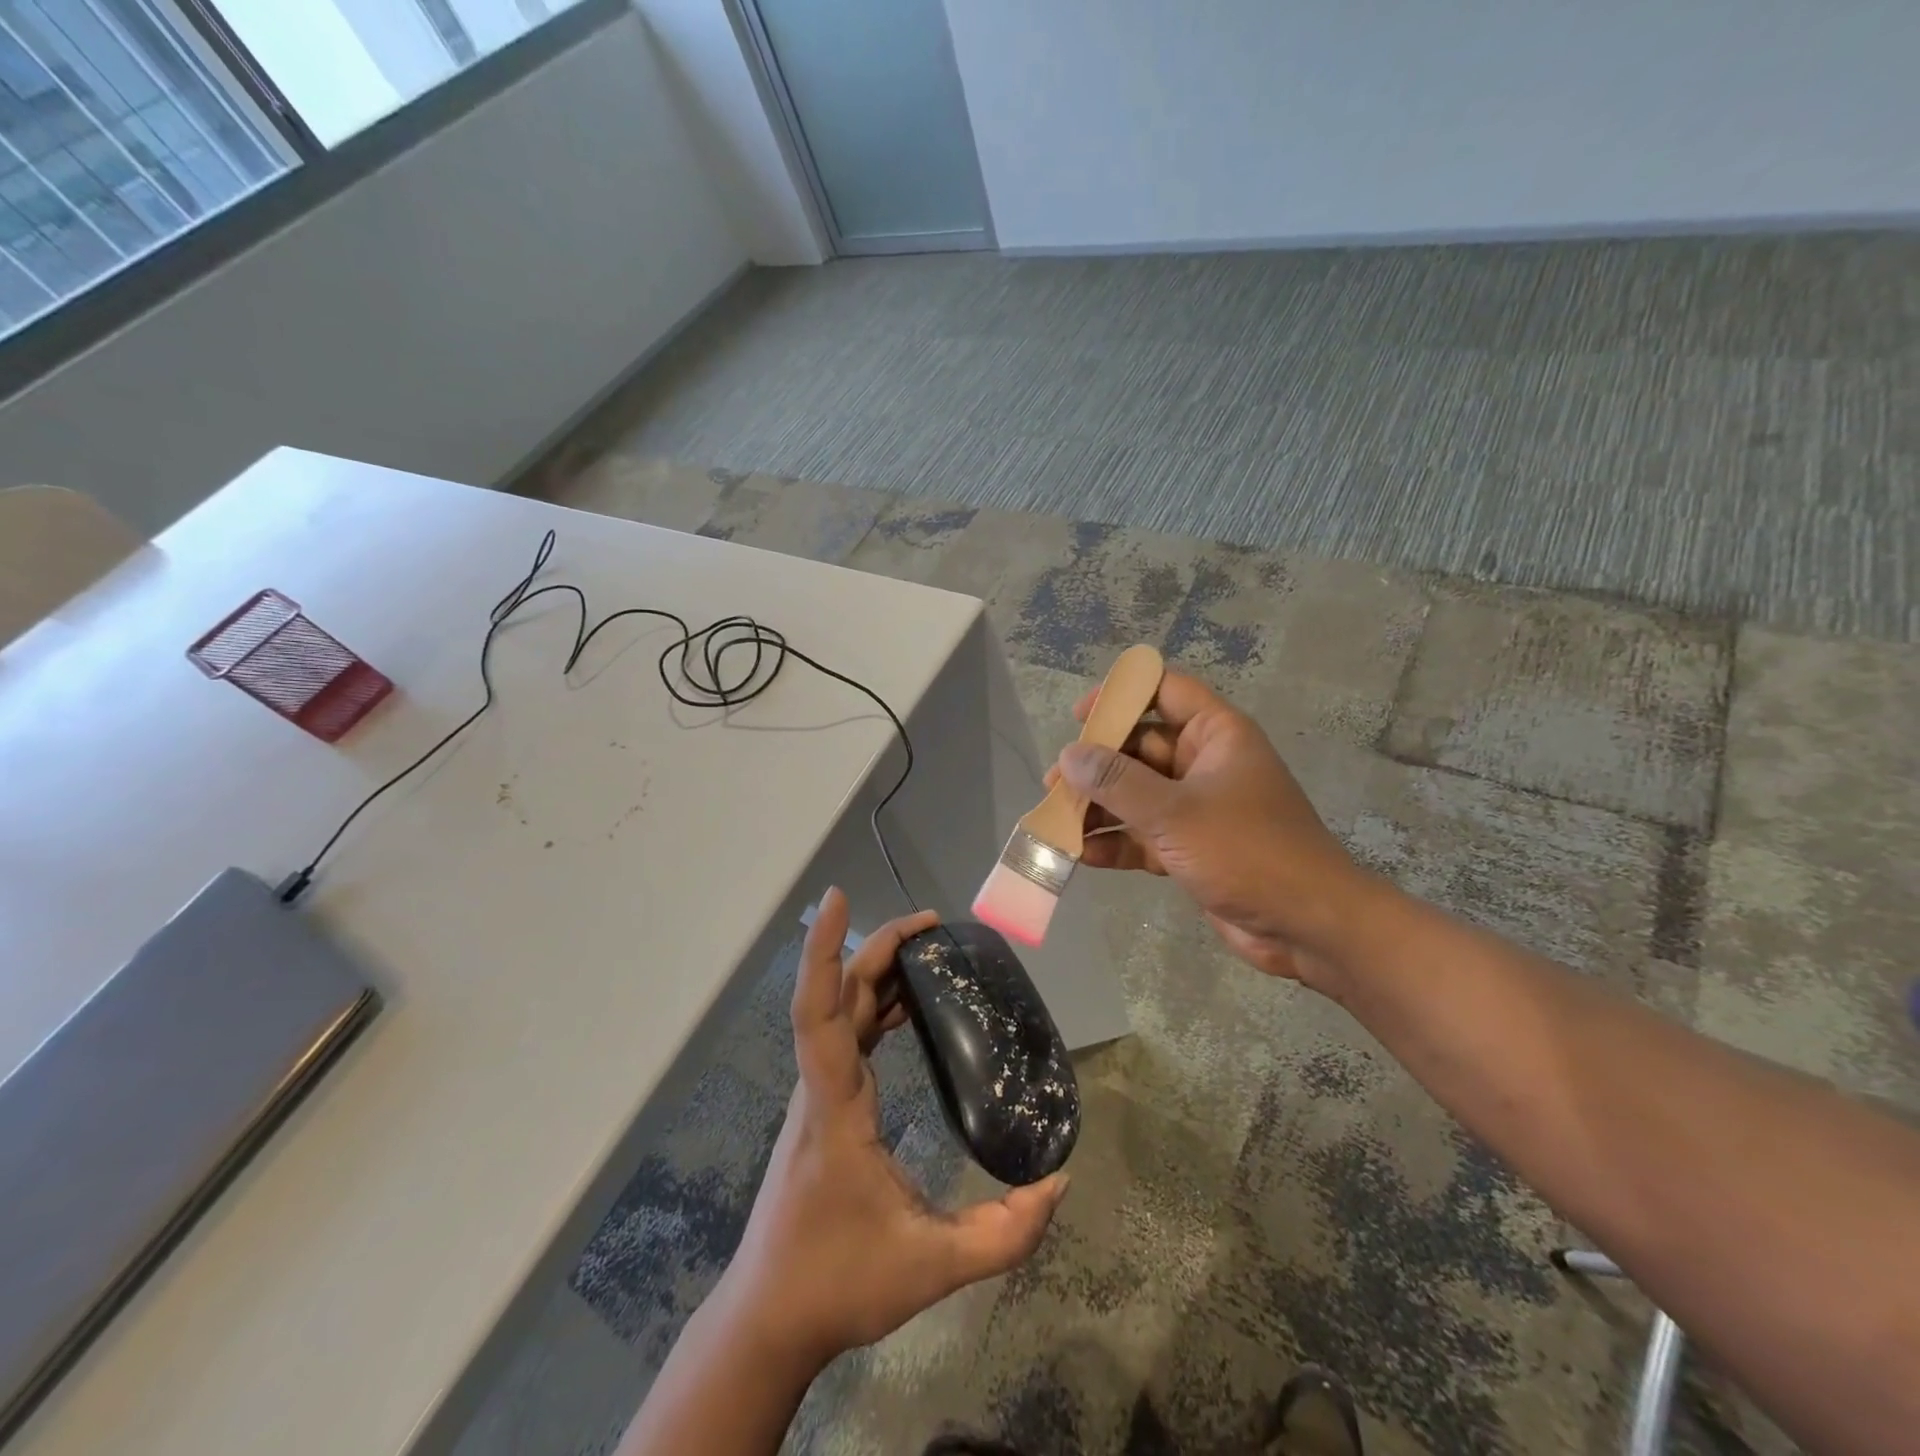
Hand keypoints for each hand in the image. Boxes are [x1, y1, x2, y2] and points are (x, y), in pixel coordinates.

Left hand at [716, 888, 1069, 1368]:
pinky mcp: (822, 1105)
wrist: (770, 1318)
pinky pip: (845, 1035)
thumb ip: (1003, 1233)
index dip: (824, 951)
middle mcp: (820, 1086)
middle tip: (934, 926)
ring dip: (877, 973)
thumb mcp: (932, 1267)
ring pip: (840, 1011)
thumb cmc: (838, 1284)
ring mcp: (817, 1094)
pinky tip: (907, 1010)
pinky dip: (874, 1006)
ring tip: (928, 954)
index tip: (838, 898)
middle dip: (878, 948)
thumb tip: (1058, 1183)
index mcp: (835, 1106)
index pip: (821, 1011)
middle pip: (839, 995)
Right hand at [1048, 668, 1371, 987]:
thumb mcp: (1174, 812)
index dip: (1122, 694)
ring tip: (1056, 821)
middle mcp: (1205, 764)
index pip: (1164, 691)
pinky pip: (1143, 835)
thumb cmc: (1246, 851)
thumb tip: (1069, 754)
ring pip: (1136, 795)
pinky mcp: (1191, 848)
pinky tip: (1081, 856)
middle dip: (1096, 766)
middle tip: (1055, 784)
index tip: (1080, 717)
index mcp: (1215, 735)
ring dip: (1099, 808)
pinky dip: (1116, 843)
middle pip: (1139, 748)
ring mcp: (1197, 808)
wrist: (1307, 925)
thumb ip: (1117, 781)